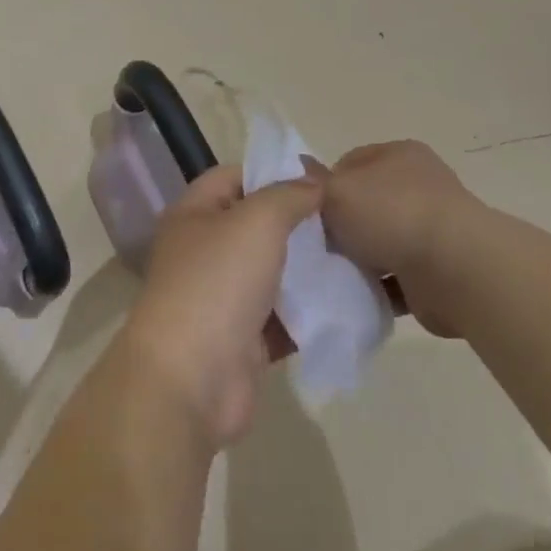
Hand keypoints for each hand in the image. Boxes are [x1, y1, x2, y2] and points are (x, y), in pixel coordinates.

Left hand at [119, 165, 321, 448]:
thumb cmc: (217, 282)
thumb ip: (288, 195)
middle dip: (299, 222)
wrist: (192, 378)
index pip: (233, 177)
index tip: (320, 179)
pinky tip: (349, 303)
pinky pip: (283, 317)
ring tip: (358, 257)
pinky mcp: (244, 340)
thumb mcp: (257, 221)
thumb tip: (313, 181)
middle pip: (256, 225)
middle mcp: (203, 251)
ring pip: (273, 272)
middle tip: (347, 220)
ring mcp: (222, 297)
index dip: (272, 172)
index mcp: (193, 214)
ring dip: (310, 268)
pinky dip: (311, 311)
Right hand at [321, 141, 490, 337]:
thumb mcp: (337, 190)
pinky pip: (395, 278)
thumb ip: (313, 184)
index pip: (349, 163)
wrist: (458, 271)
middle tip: (313, 244)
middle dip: (339, 225)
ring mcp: (431, 230)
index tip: (306, 210)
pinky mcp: (437, 271)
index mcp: (399, 156)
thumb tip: (299, 176)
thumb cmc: (393, 214)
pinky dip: (377, 287)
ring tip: (331, 273)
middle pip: (364, 204)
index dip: (323, 185)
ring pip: (379, 242)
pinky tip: (354, 295)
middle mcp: (419, 187)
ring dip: (358, 259)